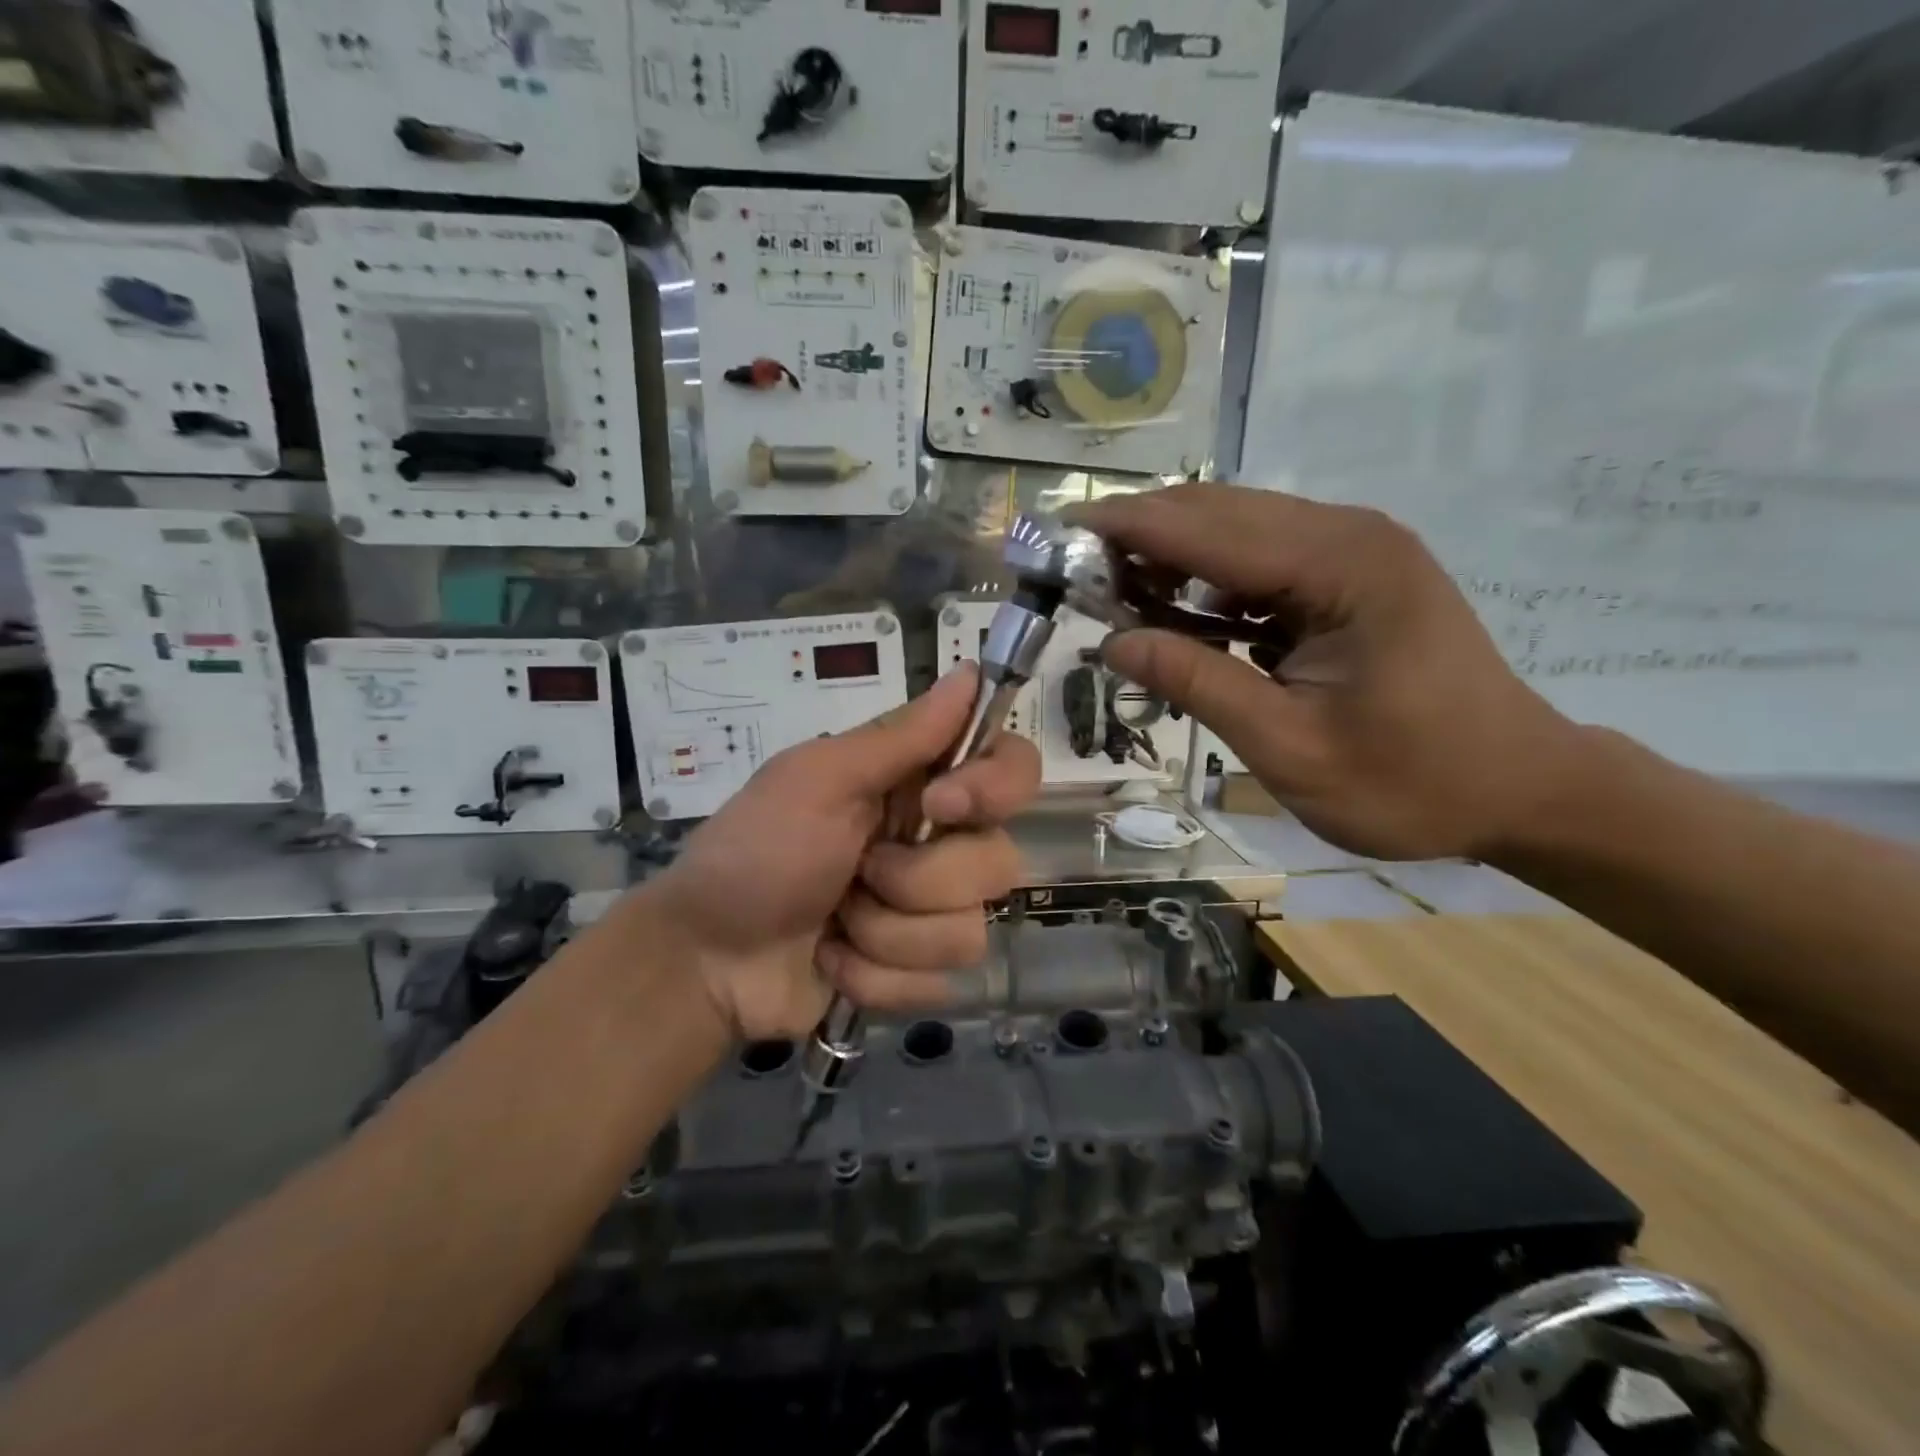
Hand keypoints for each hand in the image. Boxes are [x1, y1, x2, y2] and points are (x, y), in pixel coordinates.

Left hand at [656, 664, 1040, 1039]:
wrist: (705, 960)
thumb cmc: (756, 852)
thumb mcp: (818, 780)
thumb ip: (900, 735)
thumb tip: (970, 671)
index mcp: (918, 785)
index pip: (1012, 767)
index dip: (996, 787)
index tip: (941, 807)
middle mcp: (938, 844)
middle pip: (999, 861)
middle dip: (917, 880)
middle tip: (856, 873)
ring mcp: (930, 913)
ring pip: (969, 931)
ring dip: (886, 933)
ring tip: (835, 923)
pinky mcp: (917, 972)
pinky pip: (938, 983)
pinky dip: (874, 976)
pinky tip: (833, 960)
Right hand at [1068, 483, 1583, 860]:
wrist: (1520, 788)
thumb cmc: (1410, 781)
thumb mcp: (1288, 746)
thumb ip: (1197, 685)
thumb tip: (1112, 644)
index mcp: (1341, 566)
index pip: (1206, 529)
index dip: (1126, 531)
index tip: (1058, 536)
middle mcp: (1347, 535)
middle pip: (1217, 512)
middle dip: (1140, 539)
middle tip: (1075, 581)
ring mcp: (1353, 552)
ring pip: (1235, 532)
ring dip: (1170, 560)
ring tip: (1114, 603)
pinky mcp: (1351, 577)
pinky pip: (1259, 563)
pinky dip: (1207, 585)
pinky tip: (1176, 617)